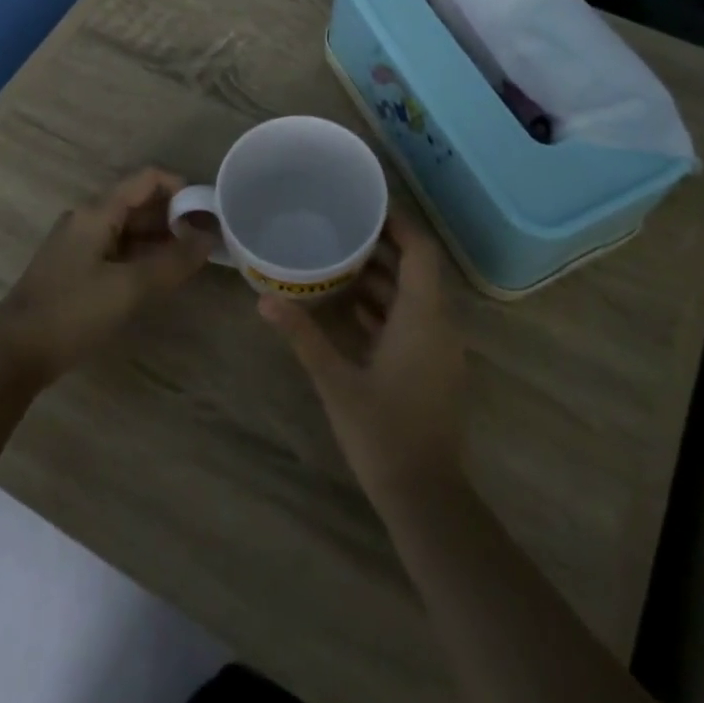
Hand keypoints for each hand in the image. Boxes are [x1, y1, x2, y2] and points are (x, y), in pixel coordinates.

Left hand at [0, 168, 214, 385]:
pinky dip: (142, 256)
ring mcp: (79, 244)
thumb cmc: (72, 312)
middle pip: (139, 203)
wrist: (13, 354)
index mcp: (97, 212)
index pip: (147, 180)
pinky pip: (117, 250)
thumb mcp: (129, 287)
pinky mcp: (75, 269)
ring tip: (191, 259)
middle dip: (174, 216)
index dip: (181, 188)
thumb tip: (209, 238)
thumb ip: (173, 262)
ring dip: (160, 238)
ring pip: (129, 229)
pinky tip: (160, 276)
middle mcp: (87, 219)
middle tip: (206, 240)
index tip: (208, 212)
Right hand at [259, 206, 467, 505]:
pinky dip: (385, 308)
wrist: (425, 495)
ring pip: (412, 298)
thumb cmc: (383, 431)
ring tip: (337, 261)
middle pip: (415, 270)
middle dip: (382, 248)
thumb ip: (303, 337)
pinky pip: (411, 322)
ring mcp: (438, 348)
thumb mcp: (336, 381)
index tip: (366, 208)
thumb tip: (264, 302)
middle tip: (340, 229)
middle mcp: (438, 324)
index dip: (399, 225)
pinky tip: (350, 308)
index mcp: (423, 316)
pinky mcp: (431, 368)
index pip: (421, 251)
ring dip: (381, 279)